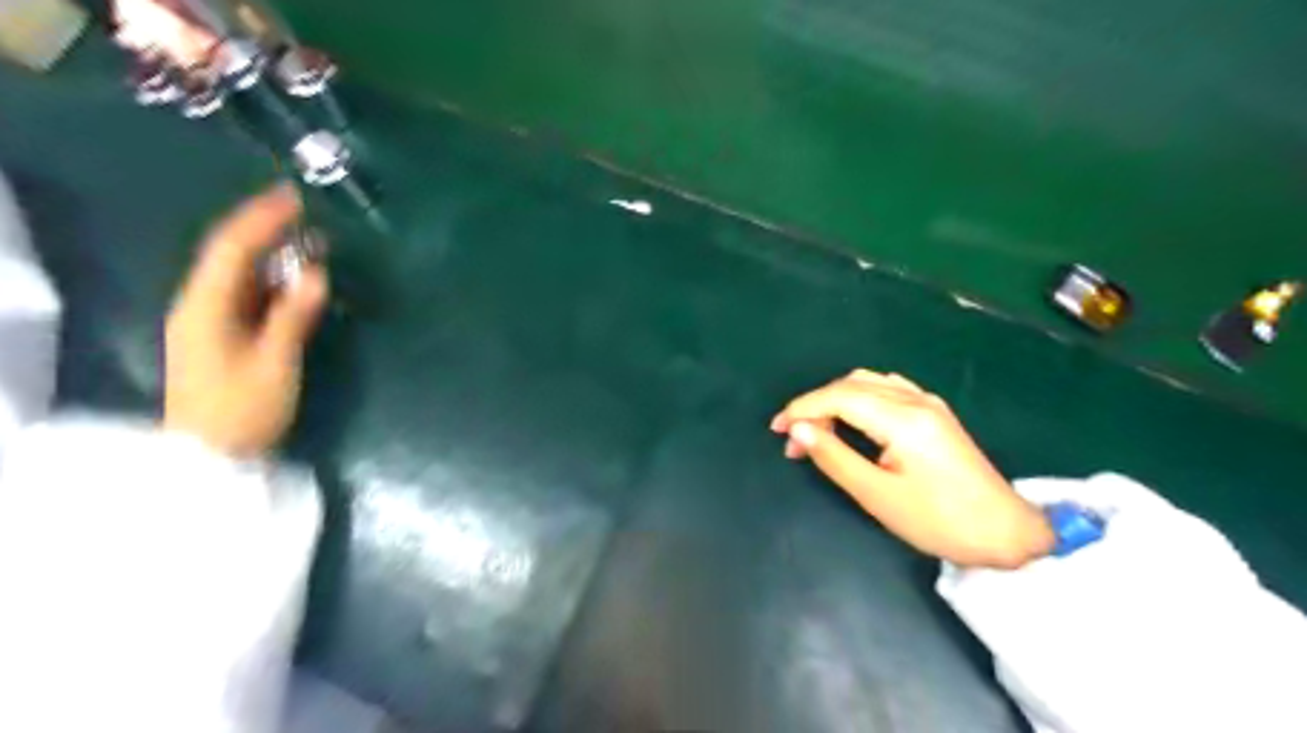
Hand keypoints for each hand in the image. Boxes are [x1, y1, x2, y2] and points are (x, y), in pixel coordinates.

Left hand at [162, 184, 330, 456]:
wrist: (211, 456)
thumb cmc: (244, 409)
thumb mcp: (276, 362)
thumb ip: (294, 315)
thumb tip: (317, 272)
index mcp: (205, 306)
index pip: (231, 248)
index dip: (261, 219)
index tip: (294, 196)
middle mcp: (200, 304)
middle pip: (230, 255)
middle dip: (265, 229)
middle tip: (304, 211)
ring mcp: (209, 321)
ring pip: (239, 274)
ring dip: (271, 254)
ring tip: (308, 239)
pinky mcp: (222, 336)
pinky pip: (247, 295)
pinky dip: (272, 280)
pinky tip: (296, 278)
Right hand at [769, 369, 1055, 569]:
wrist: (1005, 532)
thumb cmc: (938, 521)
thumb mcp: (877, 495)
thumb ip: (834, 457)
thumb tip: (798, 431)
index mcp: (902, 419)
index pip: (839, 396)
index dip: (802, 408)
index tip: (777, 430)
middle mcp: (915, 400)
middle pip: (852, 384)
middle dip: (815, 404)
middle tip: (794, 439)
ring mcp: (928, 403)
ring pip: (868, 382)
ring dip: (835, 400)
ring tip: (817, 431)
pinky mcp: (934, 413)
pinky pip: (886, 390)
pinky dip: (858, 398)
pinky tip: (851, 420)